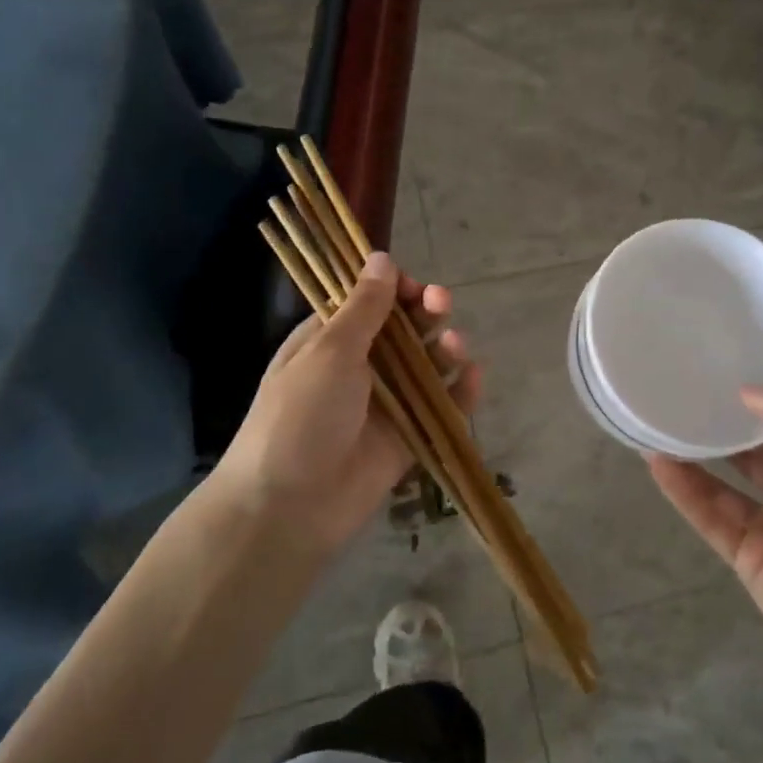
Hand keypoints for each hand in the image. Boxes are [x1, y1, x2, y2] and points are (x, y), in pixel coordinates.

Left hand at [212, 252, 480, 556]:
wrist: (288, 506)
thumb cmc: (300, 415)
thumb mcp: (329, 352)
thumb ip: (364, 307)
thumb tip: (381, 257)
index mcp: (330, 340)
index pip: (369, 301)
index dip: (395, 288)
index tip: (413, 285)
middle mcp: (359, 366)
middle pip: (404, 330)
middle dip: (425, 312)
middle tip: (441, 304)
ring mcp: (385, 403)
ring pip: (426, 366)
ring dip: (445, 348)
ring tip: (456, 345)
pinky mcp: (407, 437)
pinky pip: (440, 408)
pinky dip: (460, 392)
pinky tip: (474, 377)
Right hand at [648, 383, 762, 690]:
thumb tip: (748, 392)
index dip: (757, 408)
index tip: (721, 383)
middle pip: (749, 459)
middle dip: (719, 436)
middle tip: (678, 406)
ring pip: (722, 489)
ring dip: (691, 462)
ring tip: (653, 432)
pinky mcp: (746, 561)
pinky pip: (710, 519)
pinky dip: (684, 494)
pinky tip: (658, 466)